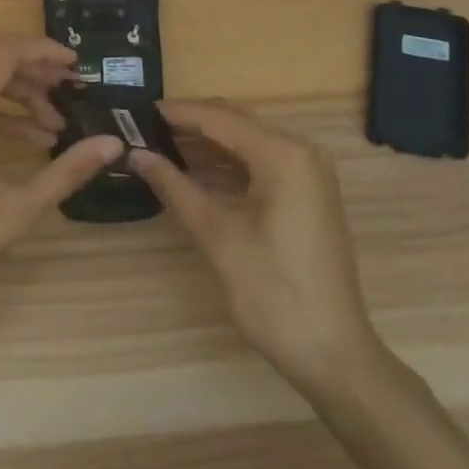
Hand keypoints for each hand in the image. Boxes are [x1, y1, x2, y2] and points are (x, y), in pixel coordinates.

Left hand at [0, 37, 124, 341]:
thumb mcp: (15, 213)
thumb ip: (66, 172)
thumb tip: (113, 145)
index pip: (4, 53)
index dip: (43, 50)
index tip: (76, 65)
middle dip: (34, 71)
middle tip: (70, 92)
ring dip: (16, 93)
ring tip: (54, 124)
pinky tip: (26, 140)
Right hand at [129, 100, 381, 388]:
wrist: (333, 355)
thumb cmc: (272, 293)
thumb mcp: (216, 236)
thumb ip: (174, 186)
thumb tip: (136, 154)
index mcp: (282, 154)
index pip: (219, 118)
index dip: (176, 113)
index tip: (138, 112)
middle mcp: (301, 150)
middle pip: (235, 122)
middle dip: (191, 123)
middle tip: (146, 127)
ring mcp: (310, 171)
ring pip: (248, 139)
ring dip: (208, 141)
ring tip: (162, 144)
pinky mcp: (309, 192)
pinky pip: (262, 160)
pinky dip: (229, 161)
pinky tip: (197, 169)